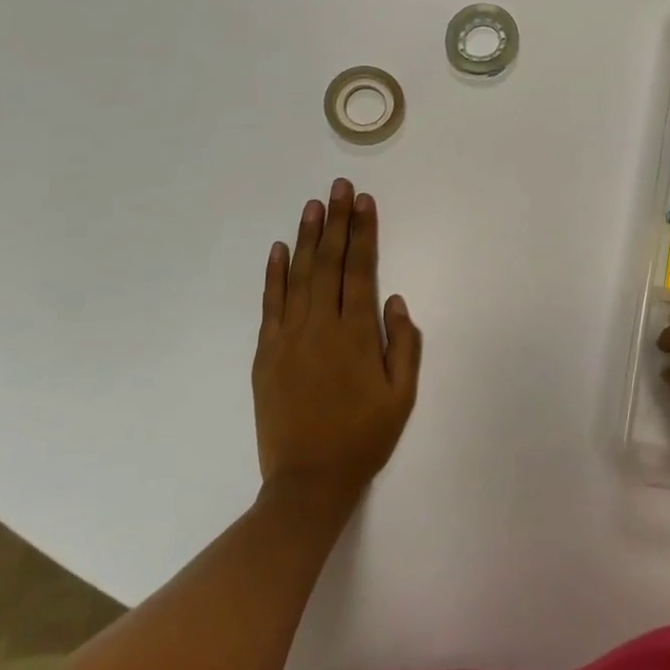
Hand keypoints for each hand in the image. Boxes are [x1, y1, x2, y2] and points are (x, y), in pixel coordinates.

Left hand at [254, 179, 421, 505]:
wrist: (308, 482)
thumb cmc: (363, 438)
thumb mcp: (402, 396)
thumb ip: (403, 345)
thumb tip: (395, 301)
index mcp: (355, 335)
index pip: (360, 270)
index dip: (363, 233)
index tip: (365, 202)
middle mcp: (320, 327)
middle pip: (329, 263)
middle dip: (337, 221)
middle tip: (340, 186)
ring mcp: (288, 338)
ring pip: (298, 276)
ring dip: (306, 238)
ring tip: (314, 205)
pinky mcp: (266, 354)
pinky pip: (270, 305)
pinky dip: (274, 275)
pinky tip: (278, 250)